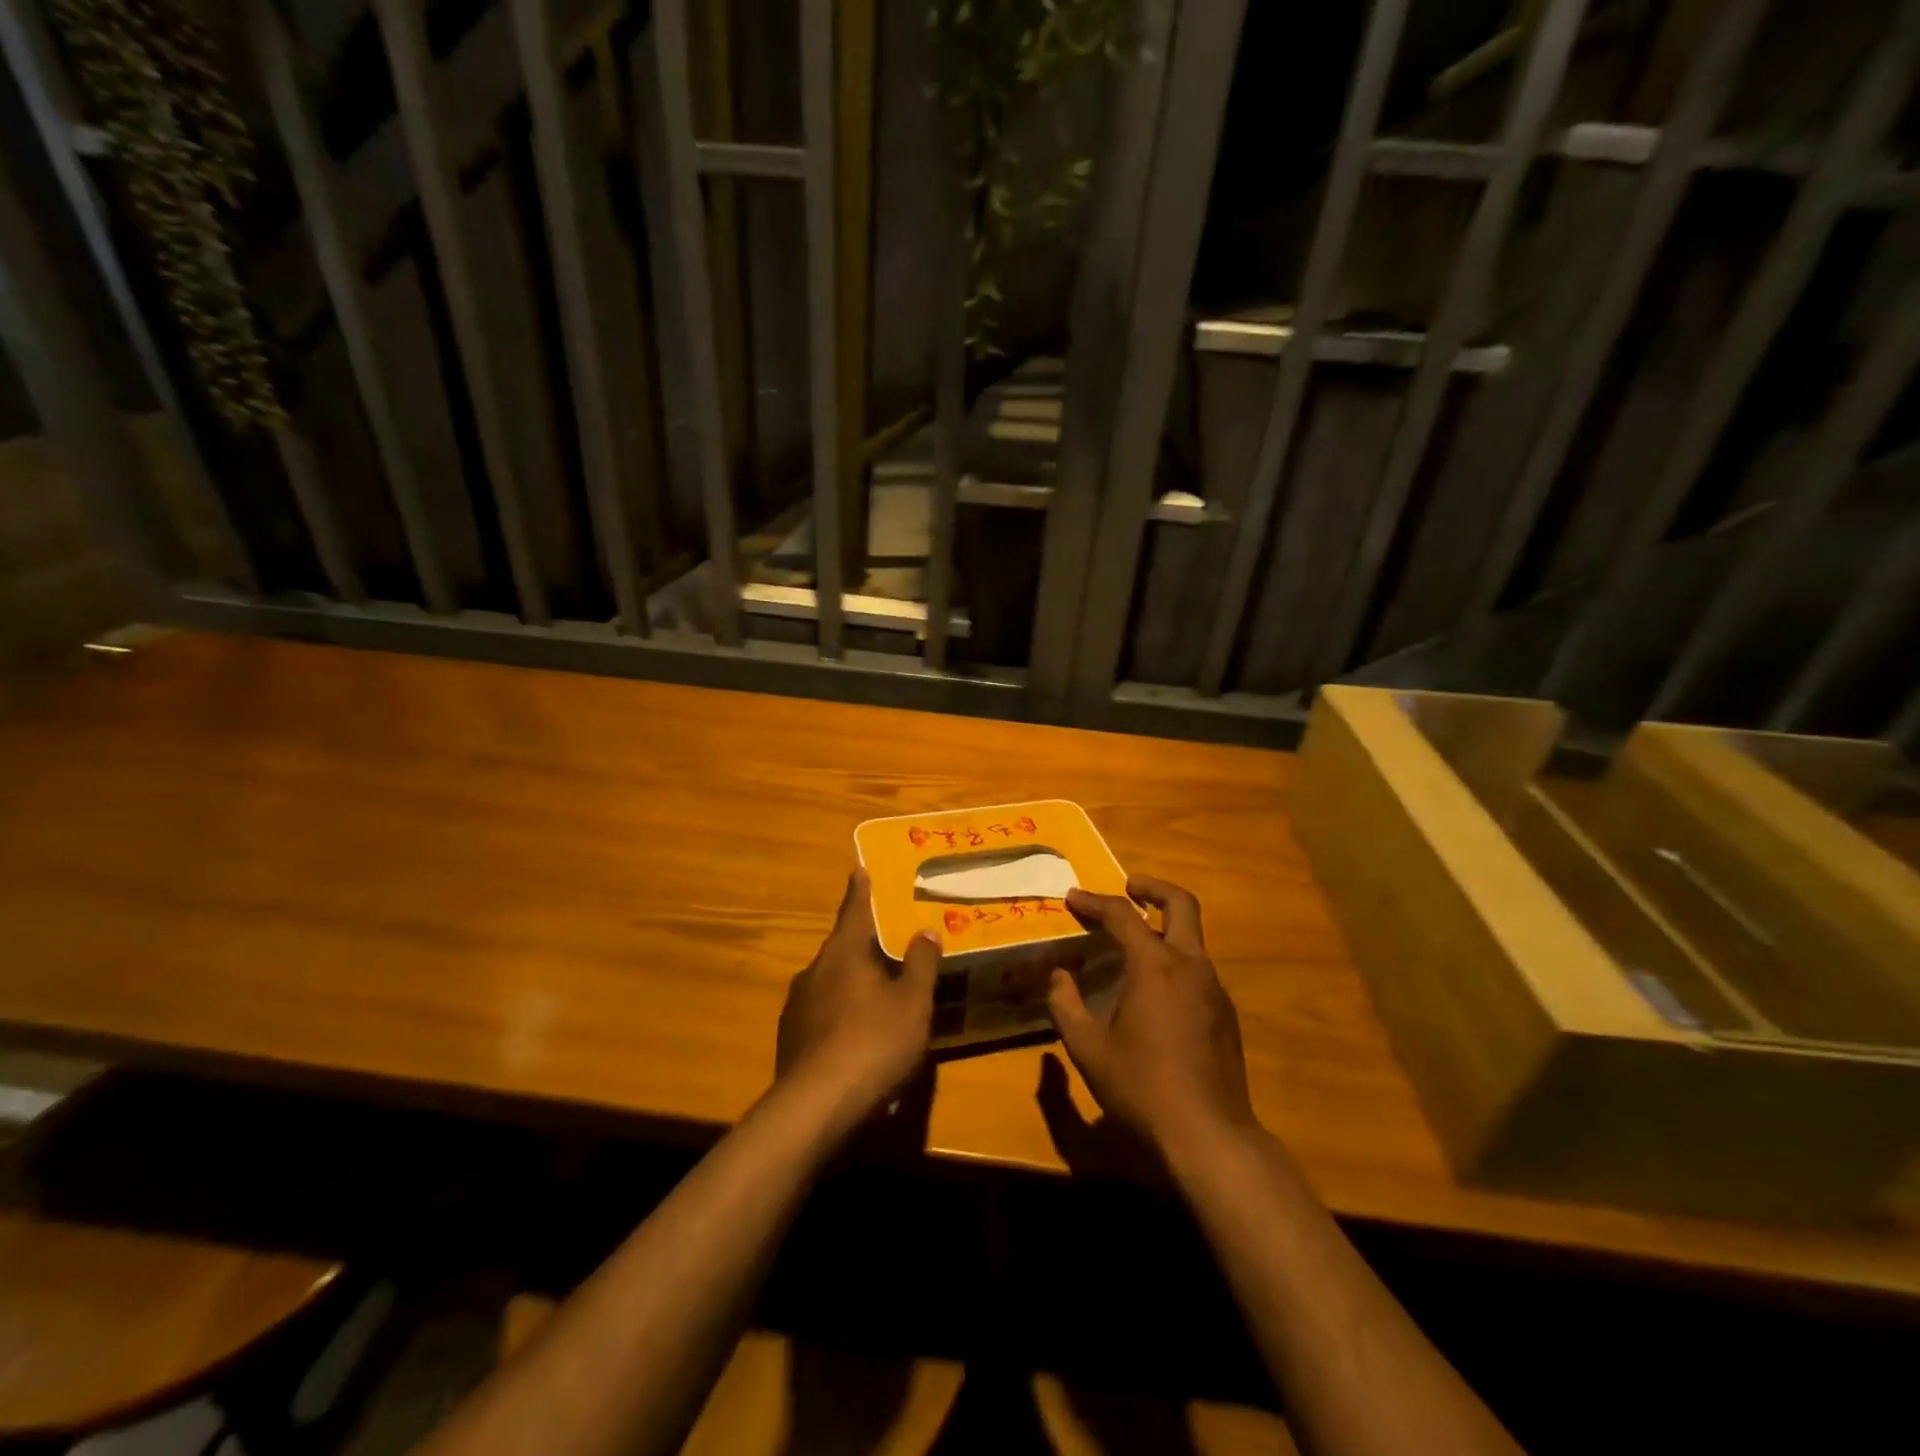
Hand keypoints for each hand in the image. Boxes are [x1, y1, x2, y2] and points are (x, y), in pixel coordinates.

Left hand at [777, 870, 940, 1113]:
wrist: (816, 1106)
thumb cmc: (873, 1042)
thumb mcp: (912, 1003)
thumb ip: (920, 964)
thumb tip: (925, 930)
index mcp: (844, 953)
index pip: (855, 910)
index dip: (860, 890)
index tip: (859, 869)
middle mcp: (815, 970)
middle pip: (843, 948)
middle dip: (863, 946)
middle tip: (887, 946)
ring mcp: (797, 1005)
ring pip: (830, 982)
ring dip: (852, 983)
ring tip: (877, 998)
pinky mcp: (790, 1038)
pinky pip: (821, 1013)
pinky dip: (840, 1015)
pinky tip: (856, 1039)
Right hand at [1047, 875, 1254, 1155]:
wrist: (1209, 1137)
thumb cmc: (1141, 1088)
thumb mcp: (1088, 1048)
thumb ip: (1066, 1005)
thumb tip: (1057, 976)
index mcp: (1156, 967)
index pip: (1122, 916)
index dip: (1094, 902)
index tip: (1072, 898)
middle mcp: (1191, 967)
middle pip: (1181, 904)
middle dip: (1152, 888)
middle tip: (1128, 887)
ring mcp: (1215, 990)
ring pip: (1192, 938)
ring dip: (1164, 926)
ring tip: (1133, 942)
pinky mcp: (1226, 1015)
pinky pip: (1198, 969)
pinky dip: (1175, 959)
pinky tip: (1155, 990)